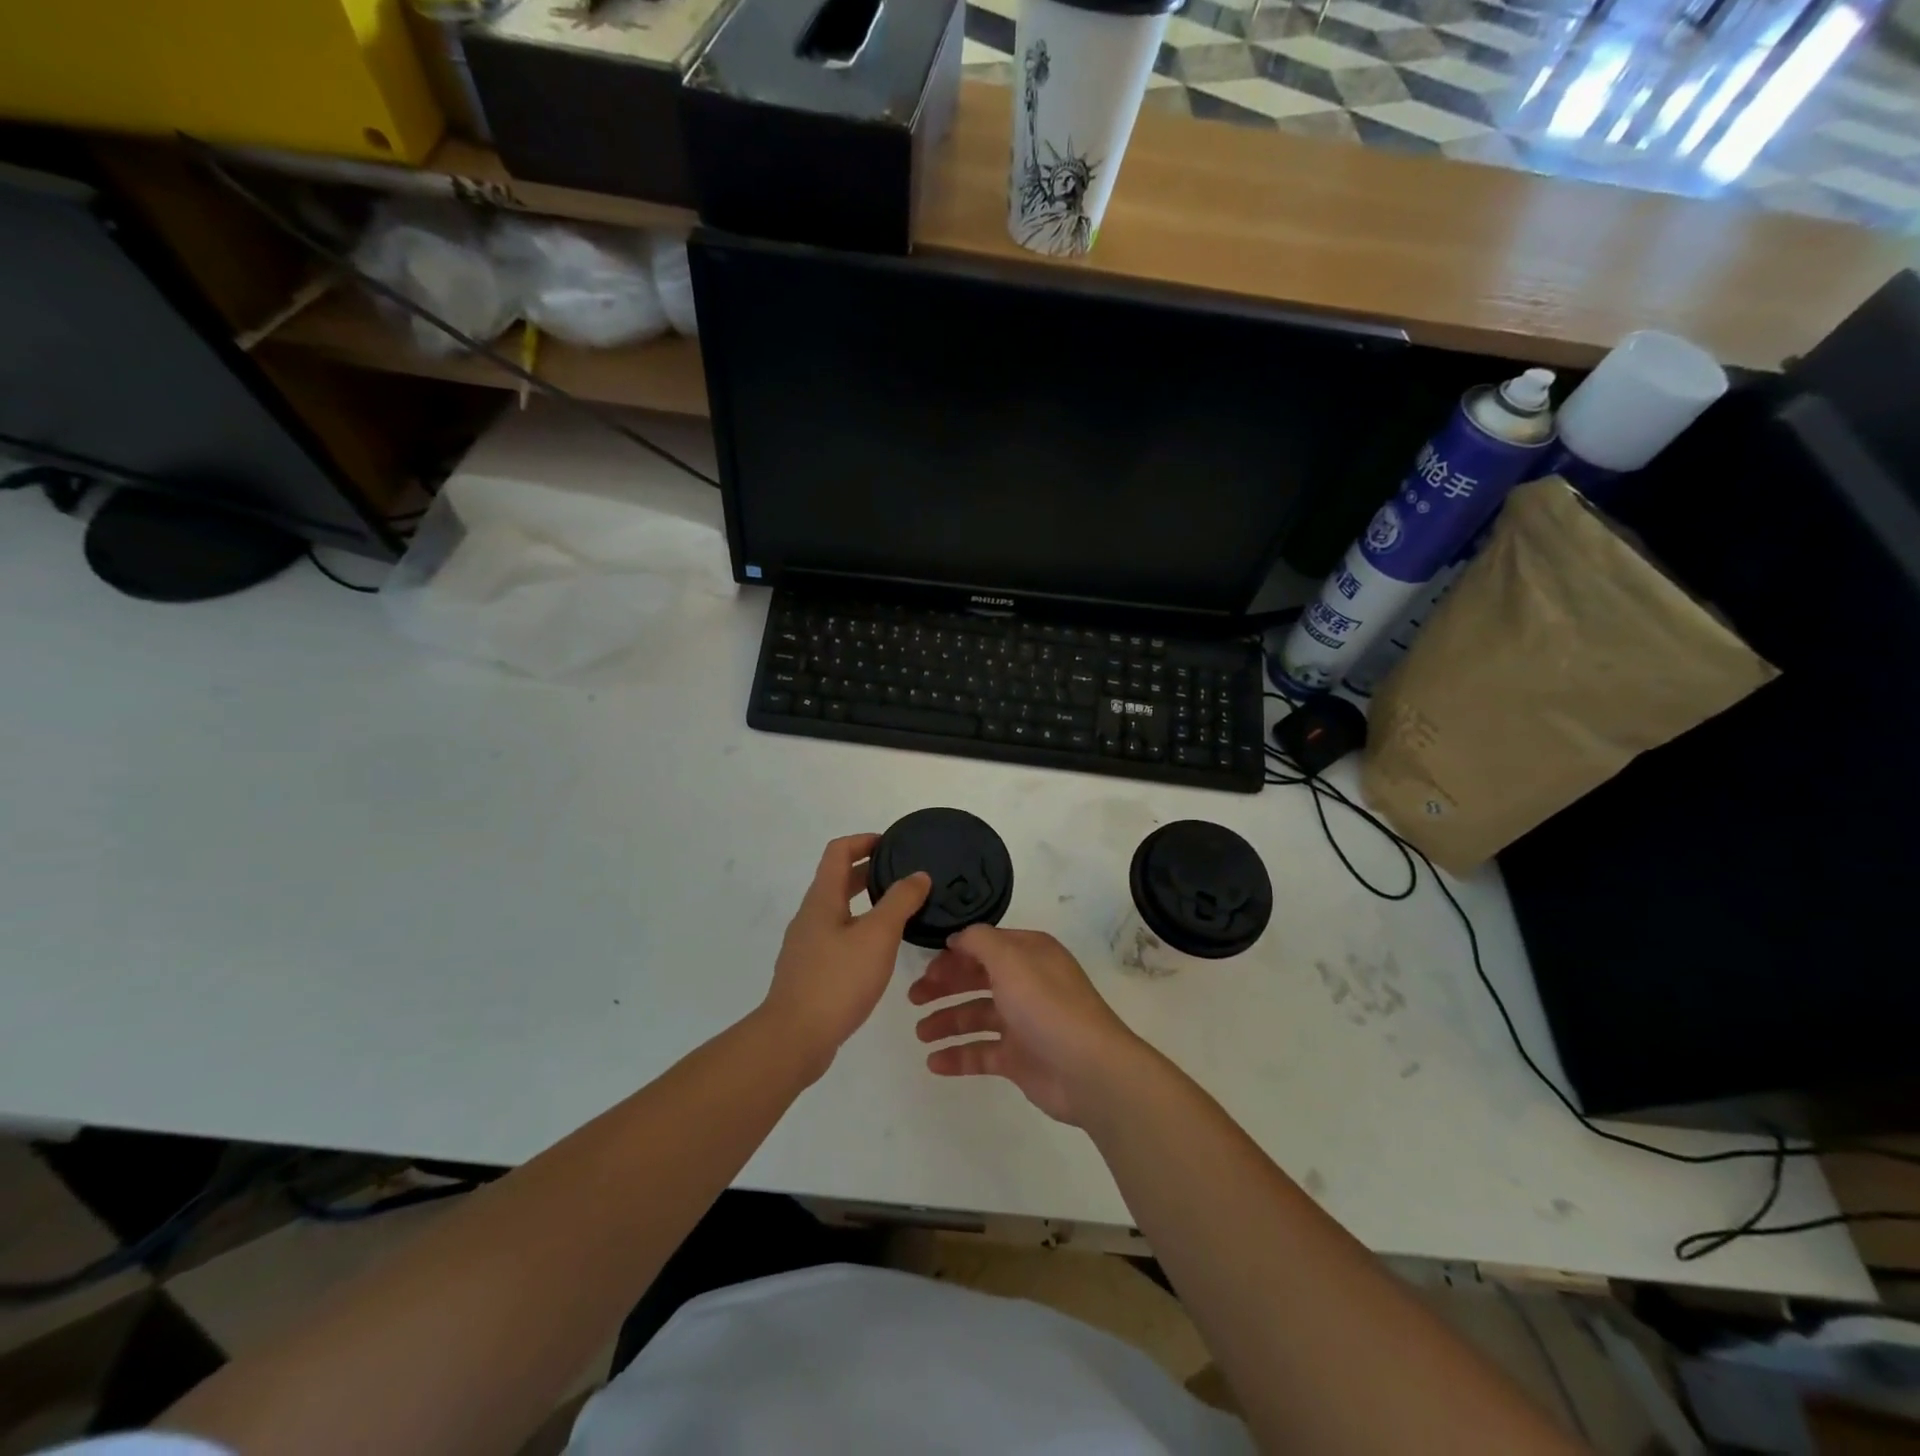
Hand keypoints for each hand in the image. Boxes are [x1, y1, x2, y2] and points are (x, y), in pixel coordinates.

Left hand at [762, 834, 929, 1078]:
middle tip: (903, 876)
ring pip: (839, 910)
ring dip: (866, 902)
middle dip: (869, 871)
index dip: (864, 841)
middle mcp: (810, 916)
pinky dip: (860, 929)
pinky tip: (880, 951)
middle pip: (837, 879)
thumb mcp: (878, 936)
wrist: (794, 1038)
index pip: (838, 852)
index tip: (893, 844)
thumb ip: (900, 902)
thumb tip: (918, 875)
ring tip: (899, 912)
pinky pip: (837, 936)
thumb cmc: (837, 980)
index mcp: (822, 899)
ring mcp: (807, 945)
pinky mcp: (810, 971)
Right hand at [908, 925, 1146, 1125]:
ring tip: (920, 1034)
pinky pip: (981, 1053)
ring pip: (976, 1016)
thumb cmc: (1047, 1006)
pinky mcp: (1019, 1058)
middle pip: (977, 979)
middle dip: (944, 986)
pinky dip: (958, 1056)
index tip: (924, 964)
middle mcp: (1026, 983)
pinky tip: (934, 1063)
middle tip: (912, 998)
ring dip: (947, 1022)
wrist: (1088, 1070)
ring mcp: (1023, 1022)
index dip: (954, 953)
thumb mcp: (1011, 959)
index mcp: (1029, 954)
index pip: (985, 945)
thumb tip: (957, 938)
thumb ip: (979, 941)